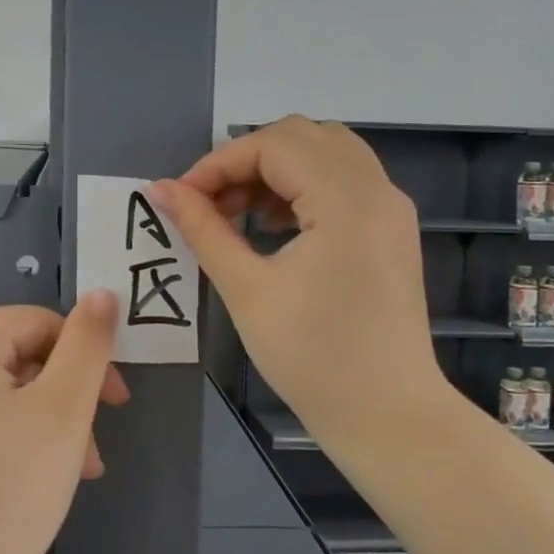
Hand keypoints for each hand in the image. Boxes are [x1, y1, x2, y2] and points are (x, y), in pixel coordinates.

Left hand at [0, 293, 126, 553]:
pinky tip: (35, 484)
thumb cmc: (10, 490)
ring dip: (47, 425)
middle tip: (93, 448)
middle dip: (66, 398)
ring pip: (3, 396)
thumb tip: (103, 293)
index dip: (86, 356)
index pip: (39, 323)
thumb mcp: (64, 410)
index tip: (116, 403)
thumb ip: (88, 344)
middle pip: (20, 359)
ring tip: (75, 473)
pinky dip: (15, 442)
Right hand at [151, 116, 452, 444]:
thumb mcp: (247, 290)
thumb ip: (203, 229)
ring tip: (238, 213)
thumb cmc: (313, 358)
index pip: (272, 145)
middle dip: (246, 160)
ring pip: (326, 151)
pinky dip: (303, 185)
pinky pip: (344, 179)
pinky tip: (274, 225)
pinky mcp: (392, 228)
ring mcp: (391, 207)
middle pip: (301, 136)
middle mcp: (377, 189)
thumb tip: (161, 190)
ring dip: (275, 169)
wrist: (388, 417)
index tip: (181, 198)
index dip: (218, 163)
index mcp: (346, 200)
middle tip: (210, 203)